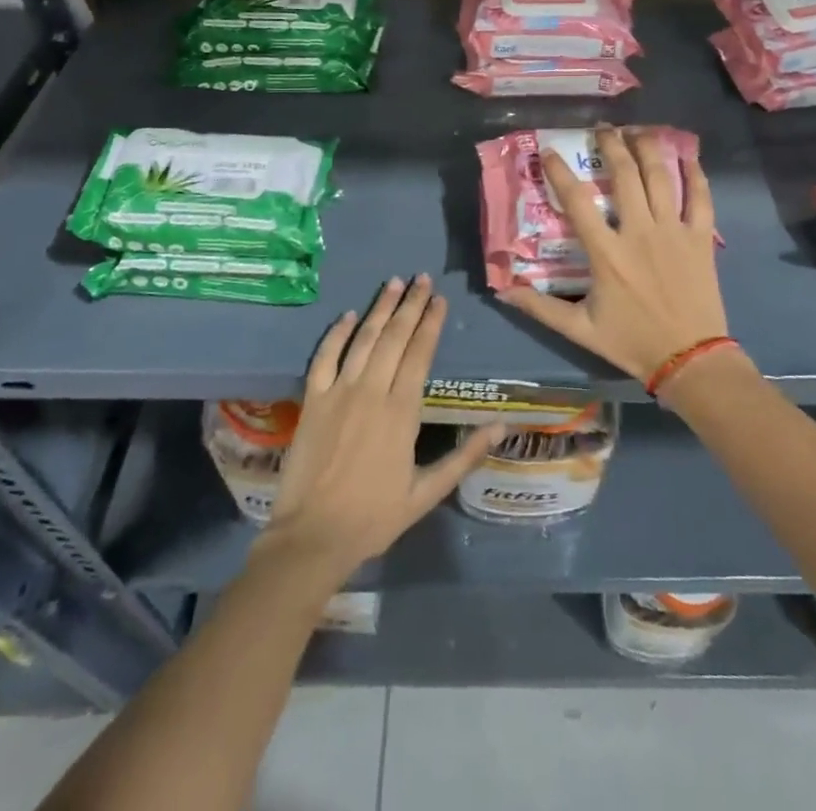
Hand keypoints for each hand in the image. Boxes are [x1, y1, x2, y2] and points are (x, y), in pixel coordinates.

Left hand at [258, 275, 503, 589]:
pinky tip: (348, 315)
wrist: (313, 537)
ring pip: (363, 339)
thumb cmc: (374, 517)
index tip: (440, 299)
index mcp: (402, 412)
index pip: (420, 353)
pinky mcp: (313, 401)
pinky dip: (337, 334)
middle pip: (394, 337)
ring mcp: (339, 393)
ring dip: (380, 308)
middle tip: (421, 278)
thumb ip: (464, 455)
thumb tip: (502, 427)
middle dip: (410, 305)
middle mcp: (372, 392)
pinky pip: (324, 358)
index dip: (431, 323)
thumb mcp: (427, 492)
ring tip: (394, 283)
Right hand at [500, 126, 726, 381]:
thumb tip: (503, 290)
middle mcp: (639, 232)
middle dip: (611, 145)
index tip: (549, 152)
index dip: (560, 172)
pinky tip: (687, 155)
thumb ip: (540, 308)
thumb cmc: (632, 342)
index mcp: (606, 253)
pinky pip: (699, 198)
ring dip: (647, 148)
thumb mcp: (580, 329)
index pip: (577, 201)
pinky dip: (694, 173)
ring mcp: (673, 231)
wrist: (690, 359)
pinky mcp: (700, 238)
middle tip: (602, 129)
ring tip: (637, 130)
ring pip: (660, 177)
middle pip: (624, 175)